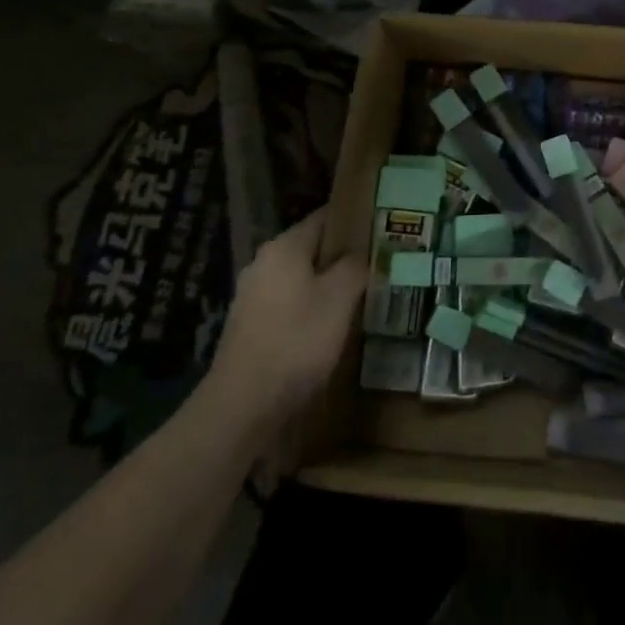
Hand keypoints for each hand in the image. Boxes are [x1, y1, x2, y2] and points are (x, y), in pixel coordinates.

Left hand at [207, 208, 364, 429]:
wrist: (241, 408)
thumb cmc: (296, 341)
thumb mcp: (339, 298)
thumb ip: (355, 267)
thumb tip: (361, 254)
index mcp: (284, 247)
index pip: (325, 217)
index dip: (355, 219)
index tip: (383, 227)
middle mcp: (264, 263)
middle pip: (312, 248)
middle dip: (344, 255)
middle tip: (378, 263)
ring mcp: (252, 296)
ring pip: (301, 278)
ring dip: (328, 284)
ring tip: (362, 295)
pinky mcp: (250, 327)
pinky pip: (289, 304)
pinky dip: (311, 308)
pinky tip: (331, 326)